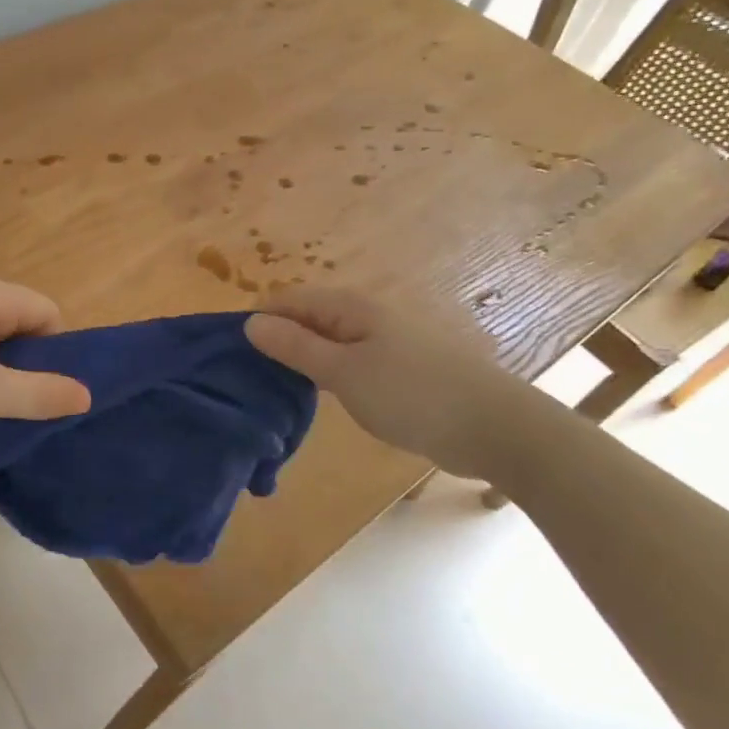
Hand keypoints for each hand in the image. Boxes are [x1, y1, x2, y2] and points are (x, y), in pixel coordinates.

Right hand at [245, 285, 516, 478]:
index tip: (231, 354)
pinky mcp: (398, 369)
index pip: (287, 300)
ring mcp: (385, 342)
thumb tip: (250, 322)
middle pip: (306, 319)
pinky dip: (326, 375)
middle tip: (248, 377)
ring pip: (327, 342)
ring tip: (273, 389)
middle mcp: (366, 316)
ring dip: (300, 360)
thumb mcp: (343, 372)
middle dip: (276, 341)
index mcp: (350, 307)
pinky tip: (317, 398)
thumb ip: (295, 347)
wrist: (497, 428)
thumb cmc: (413, 395)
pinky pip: (348, 362)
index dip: (257, 321)